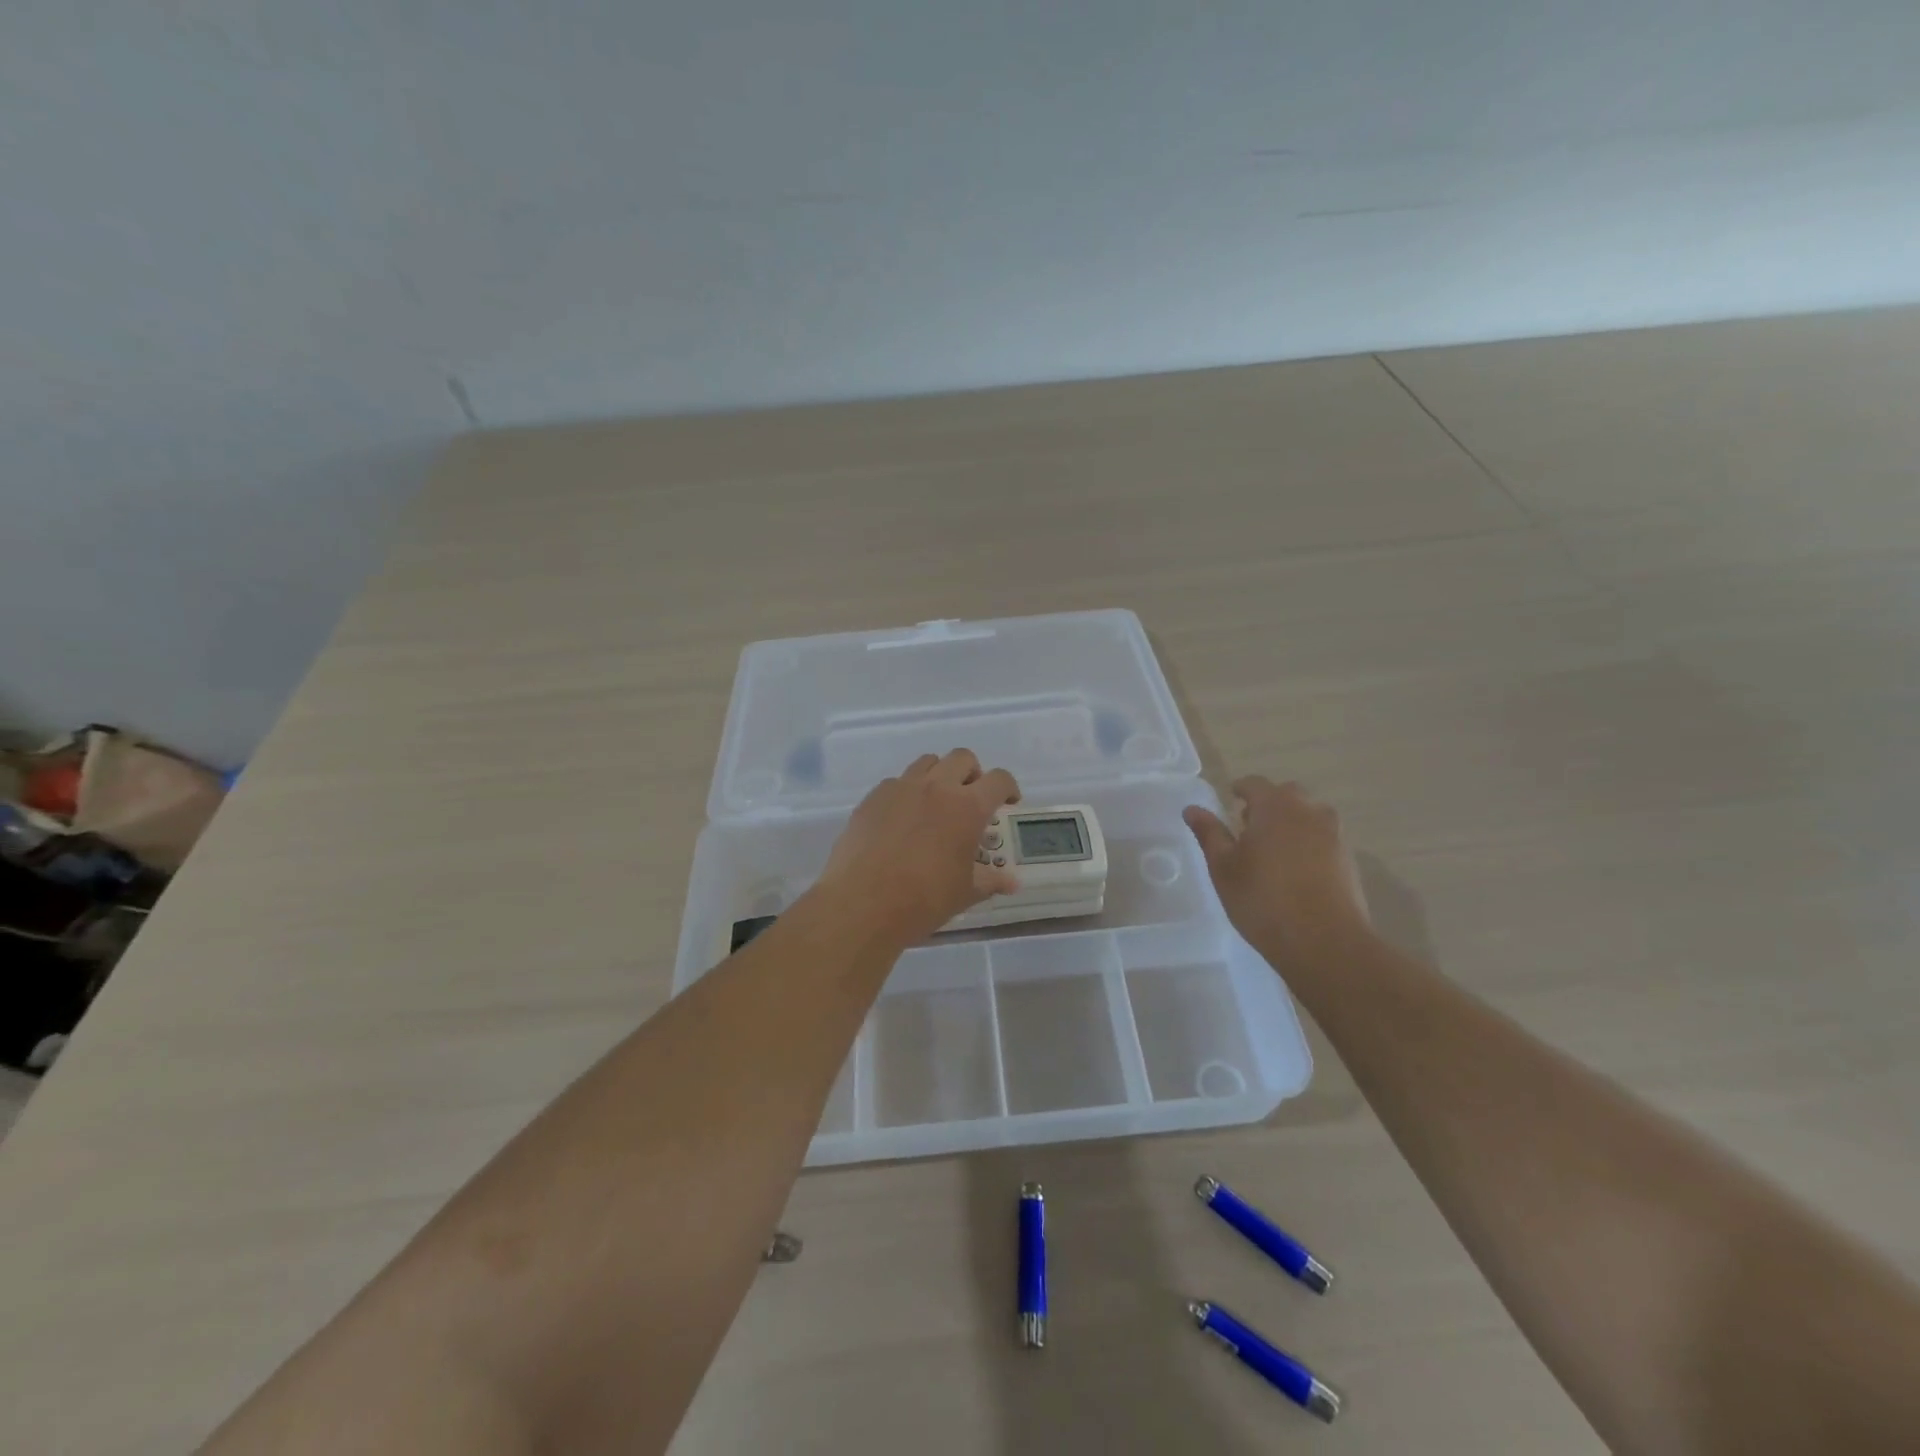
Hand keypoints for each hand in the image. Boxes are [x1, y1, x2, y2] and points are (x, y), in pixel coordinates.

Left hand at [813, 750, 1021, 947]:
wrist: (862, 904)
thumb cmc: (923, 900)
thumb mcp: (965, 893)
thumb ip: (990, 881)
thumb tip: (1012, 882)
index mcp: (967, 807)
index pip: (998, 780)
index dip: (1008, 788)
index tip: (1007, 803)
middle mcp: (936, 787)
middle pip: (962, 758)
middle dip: (973, 774)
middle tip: (971, 799)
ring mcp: (901, 787)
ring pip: (928, 762)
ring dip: (939, 776)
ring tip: (936, 804)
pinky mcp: (873, 796)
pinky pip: (897, 782)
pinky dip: (908, 792)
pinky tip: (903, 819)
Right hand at [1183, 777, 1369, 961]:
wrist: (1324, 941)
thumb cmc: (1262, 899)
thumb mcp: (1224, 867)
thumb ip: (1209, 834)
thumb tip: (1192, 809)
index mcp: (1274, 807)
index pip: (1255, 784)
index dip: (1239, 789)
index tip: (1229, 800)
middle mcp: (1308, 812)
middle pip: (1287, 794)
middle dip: (1267, 803)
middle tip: (1248, 827)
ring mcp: (1334, 835)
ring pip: (1309, 815)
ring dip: (1291, 822)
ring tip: (1273, 850)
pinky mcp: (1348, 859)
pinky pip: (1323, 838)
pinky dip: (1308, 843)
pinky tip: (1295, 870)